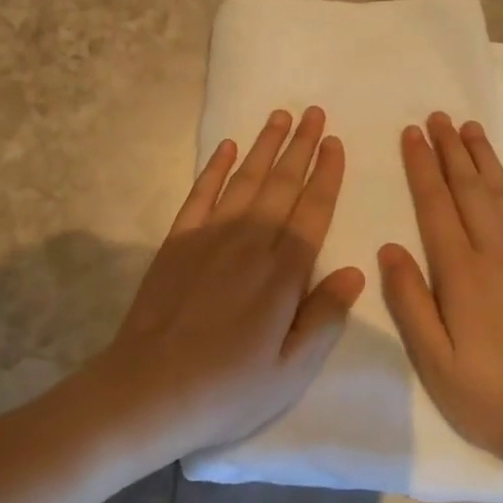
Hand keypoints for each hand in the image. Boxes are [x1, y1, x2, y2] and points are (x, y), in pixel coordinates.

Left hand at [93, 107, 365, 460]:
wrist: (147, 390)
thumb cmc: (227, 388)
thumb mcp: (291, 371)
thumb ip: (324, 317)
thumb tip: (356, 272)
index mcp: (283, 273)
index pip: (313, 211)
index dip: (327, 174)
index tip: (335, 142)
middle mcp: (250, 242)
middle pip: (282, 184)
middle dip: (301, 146)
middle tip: (314, 113)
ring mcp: (210, 237)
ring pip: (246, 180)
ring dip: (265, 146)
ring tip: (281, 116)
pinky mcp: (177, 241)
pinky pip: (201, 193)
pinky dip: (216, 168)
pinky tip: (228, 148)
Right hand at [380, 112, 502, 472]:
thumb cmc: (488, 393)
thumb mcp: (434, 359)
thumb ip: (409, 301)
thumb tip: (390, 248)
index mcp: (460, 272)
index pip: (436, 205)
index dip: (422, 167)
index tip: (411, 134)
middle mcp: (495, 251)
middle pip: (469, 188)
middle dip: (450, 149)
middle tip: (438, 117)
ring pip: (502, 193)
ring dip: (484, 158)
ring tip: (470, 128)